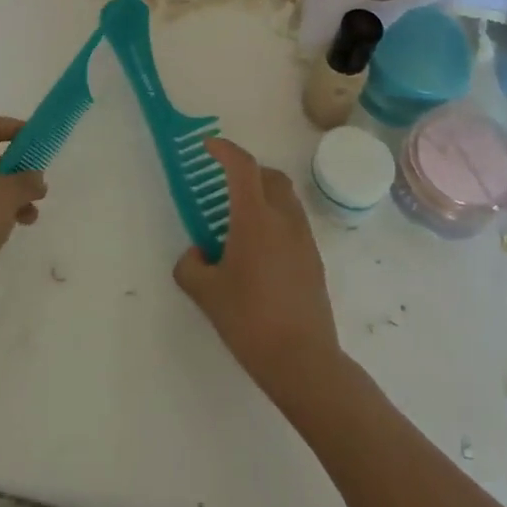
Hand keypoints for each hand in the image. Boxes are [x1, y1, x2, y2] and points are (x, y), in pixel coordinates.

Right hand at [174, 139, 341, 404]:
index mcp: (255, 218)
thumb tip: (196, 255)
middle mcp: (284, 219)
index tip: (208, 146)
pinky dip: (276, 220)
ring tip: (240, 221)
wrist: (303, 361)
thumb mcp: (206, 294)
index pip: (242, 166)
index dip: (224, 149)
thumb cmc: (249, 320)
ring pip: (285, 199)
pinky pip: (293, 223)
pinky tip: (259, 251)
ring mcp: (304, 239)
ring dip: (263, 195)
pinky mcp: (314, 260)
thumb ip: (191, 267)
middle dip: (247, 171)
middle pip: (269, 176)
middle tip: (225, 184)